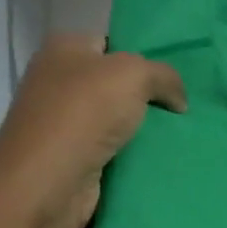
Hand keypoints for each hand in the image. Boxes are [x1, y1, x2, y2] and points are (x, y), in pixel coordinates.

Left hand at [0, 34, 185, 227]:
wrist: (46, 184)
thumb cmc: (84, 113)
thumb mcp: (135, 74)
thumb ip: (165, 76)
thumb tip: (178, 100)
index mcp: (62, 48)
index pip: (110, 43)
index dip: (142, 56)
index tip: (171, 78)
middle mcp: (56, 81)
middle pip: (114, 83)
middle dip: (146, 96)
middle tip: (180, 107)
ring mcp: (60, 123)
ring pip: (115, 119)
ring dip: (141, 130)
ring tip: (179, 134)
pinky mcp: (69, 159)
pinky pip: (110, 150)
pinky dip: (130, 156)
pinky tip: (157, 158)